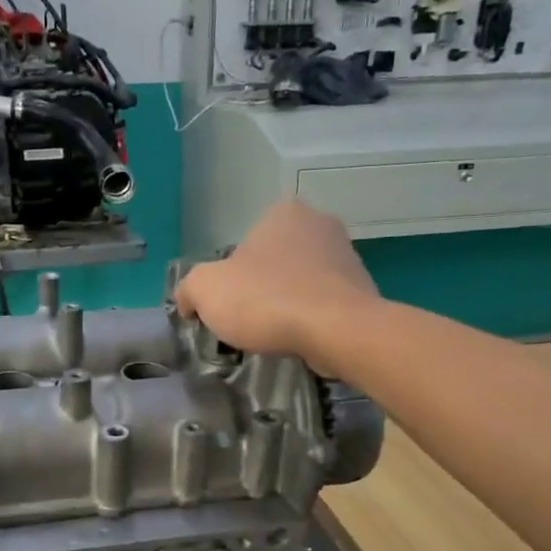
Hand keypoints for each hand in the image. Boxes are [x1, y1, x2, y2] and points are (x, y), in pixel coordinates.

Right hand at [176, 200, 380, 371]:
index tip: (226, 304)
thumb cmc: (266, 300)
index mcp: (282, 212)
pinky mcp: (362, 287)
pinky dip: (310, 318)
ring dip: (287, 302)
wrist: (336, 330)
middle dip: (260, 287)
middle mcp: (319, 222)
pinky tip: (301, 338)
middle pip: (273, 261)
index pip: (243, 243)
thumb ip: (189, 289)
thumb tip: (189, 302)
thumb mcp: (205, 290)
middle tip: (247, 320)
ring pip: (300, 281)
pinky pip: (323, 302)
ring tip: (275, 334)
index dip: (229, 276)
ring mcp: (347, 254)